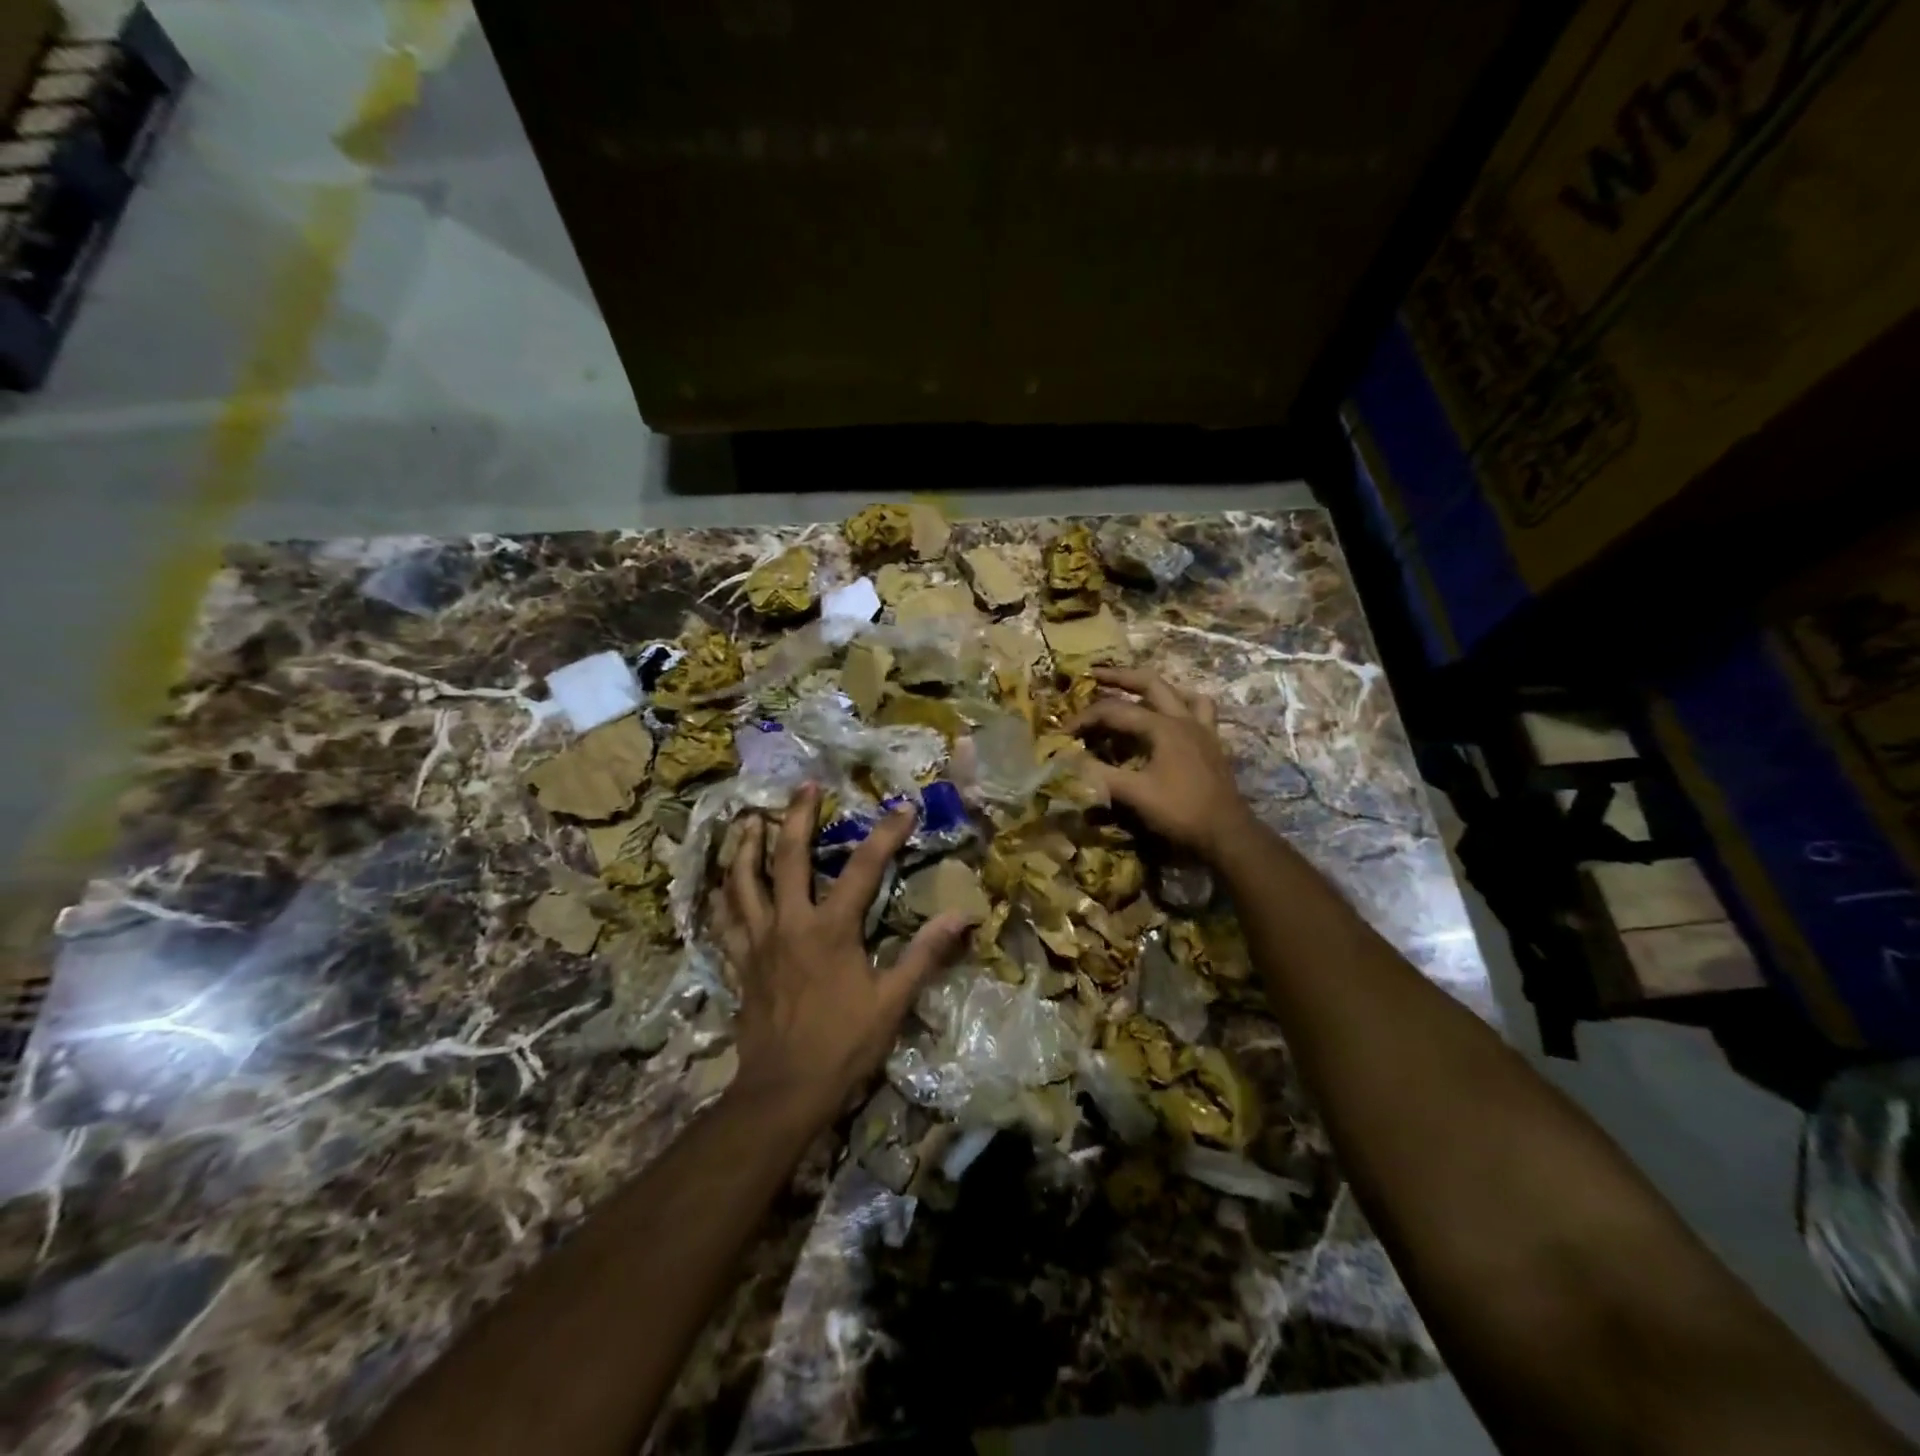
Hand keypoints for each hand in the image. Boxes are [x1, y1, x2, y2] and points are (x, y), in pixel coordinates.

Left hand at [720, 785, 967, 1123]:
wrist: (784, 1091)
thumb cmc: (843, 1045)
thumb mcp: (892, 1001)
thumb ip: (925, 954)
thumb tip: (963, 916)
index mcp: (830, 929)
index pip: (862, 869)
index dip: (885, 835)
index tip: (902, 808)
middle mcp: (789, 923)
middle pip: (788, 858)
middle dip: (797, 817)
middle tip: (804, 786)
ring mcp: (758, 941)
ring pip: (743, 881)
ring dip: (746, 846)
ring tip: (750, 819)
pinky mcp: (740, 963)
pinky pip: (724, 920)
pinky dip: (723, 897)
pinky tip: (721, 884)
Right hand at [1072, 668, 1255, 863]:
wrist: (1227, 834)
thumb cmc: (1181, 812)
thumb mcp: (1135, 795)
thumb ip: (1100, 775)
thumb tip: (1068, 761)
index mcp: (1163, 727)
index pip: (1115, 711)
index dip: (1085, 718)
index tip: (1063, 732)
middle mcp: (1184, 719)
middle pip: (1149, 683)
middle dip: (1119, 676)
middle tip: (1094, 673)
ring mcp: (1202, 730)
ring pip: (1180, 693)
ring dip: (1156, 689)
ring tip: (1137, 692)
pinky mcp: (1212, 745)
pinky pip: (1201, 712)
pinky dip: (1184, 707)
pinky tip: (1174, 718)